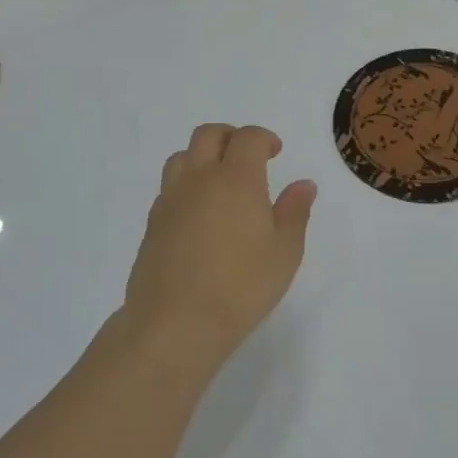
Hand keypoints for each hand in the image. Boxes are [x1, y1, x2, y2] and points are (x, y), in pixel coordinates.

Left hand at [121, 123, 317, 377]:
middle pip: (208, 135)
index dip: (264, 138)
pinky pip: (169, 187)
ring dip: (202, 156)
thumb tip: (304, 185)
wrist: (176, 322)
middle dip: (231, 136)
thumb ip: (295, 212)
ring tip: (219, 180)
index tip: (275, 151)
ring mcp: (171, 200)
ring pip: (182, 157)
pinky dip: (186, 185)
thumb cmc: (241, 286)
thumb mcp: (285, 252)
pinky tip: (199, 213)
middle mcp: (200, 179)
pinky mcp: (153, 223)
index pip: (248, 138)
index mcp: (237, 179)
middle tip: (248, 156)